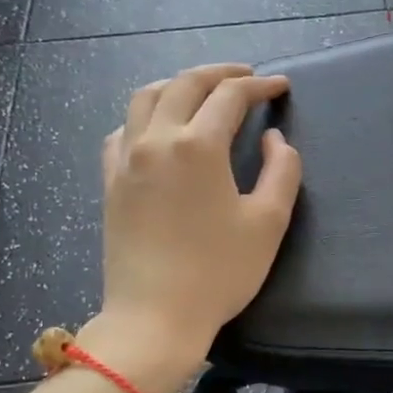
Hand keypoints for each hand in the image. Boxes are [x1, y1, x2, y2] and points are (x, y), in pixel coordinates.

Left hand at [87, 65, 301, 392]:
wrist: (155, 318)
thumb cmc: (219, 272)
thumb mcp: (268, 222)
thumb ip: (282, 171)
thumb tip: (273, 139)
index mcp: (197, 145)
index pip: (230, 96)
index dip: (259, 86)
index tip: (280, 87)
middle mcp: (156, 140)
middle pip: (184, 84)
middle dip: (219, 74)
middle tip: (247, 77)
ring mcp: (126, 160)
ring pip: (145, 98)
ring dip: (178, 85)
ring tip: (202, 92)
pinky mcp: (111, 182)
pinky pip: (123, 130)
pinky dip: (146, 116)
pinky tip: (159, 130)